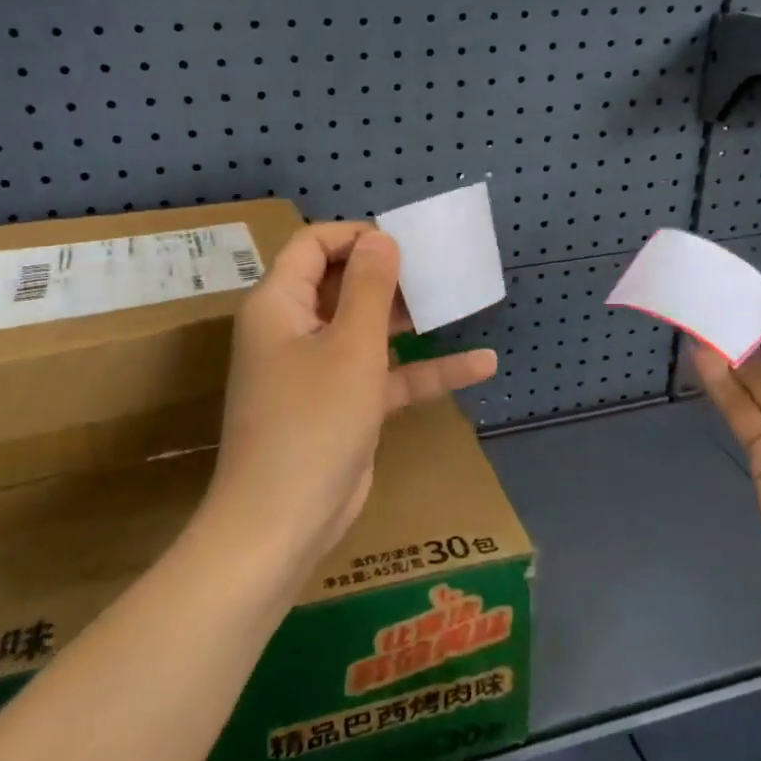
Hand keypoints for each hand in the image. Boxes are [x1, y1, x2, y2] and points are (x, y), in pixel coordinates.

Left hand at [203, 223, 497, 579]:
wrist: (282, 523)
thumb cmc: (313, 421)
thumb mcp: (350, 347)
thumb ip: (369, 287)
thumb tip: (381, 238)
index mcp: (280, 305)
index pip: (313, 246)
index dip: (357, 236)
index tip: (404, 242)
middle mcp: (295, 330)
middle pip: (343, 285)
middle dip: (391, 275)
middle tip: (439, 268)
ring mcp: (319, 371)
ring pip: (368, 330)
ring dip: (411, 319)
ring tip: (460, 301)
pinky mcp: (343, 406)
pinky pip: (385, 376)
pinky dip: (425, 369)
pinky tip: (480, 364)